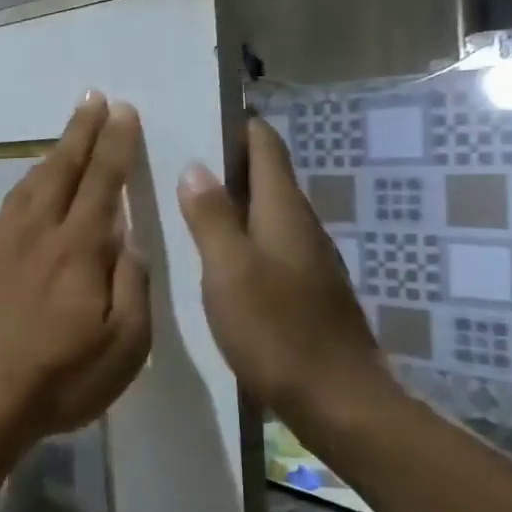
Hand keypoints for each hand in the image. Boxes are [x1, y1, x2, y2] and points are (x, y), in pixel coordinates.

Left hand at [0, 93, 151, 447]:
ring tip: (68, 133)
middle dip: (81, 131)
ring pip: (31, 182)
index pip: (103, 182)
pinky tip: (31, 185)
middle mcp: (38, 231)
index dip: (115, 145)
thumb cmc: (61, 377)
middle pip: (63, 168)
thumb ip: (132, 285)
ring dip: (53, 152)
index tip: (123, 111)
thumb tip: (130, 240)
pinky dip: (27, 183)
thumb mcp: (125, 345)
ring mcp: (2, 241)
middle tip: (93, 97)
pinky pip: (9, 204)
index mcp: (78, 248)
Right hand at [177, 118, 389, 425]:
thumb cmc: (278, 331)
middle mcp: (300, 227)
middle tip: (173, 154)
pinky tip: (208, 252)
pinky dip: (236, 234)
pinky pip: (264, 244)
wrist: (338, 400)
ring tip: (181, 198)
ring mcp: (304, 260)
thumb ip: (211, 218)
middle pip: (265, 175)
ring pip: (263, 212)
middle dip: (224, 160)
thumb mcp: (230, 271)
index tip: (197, 111)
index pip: (265, 145)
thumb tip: (197, 167)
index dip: (237, 124)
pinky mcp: (302, 289)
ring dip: (228, 199)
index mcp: (284, 212)